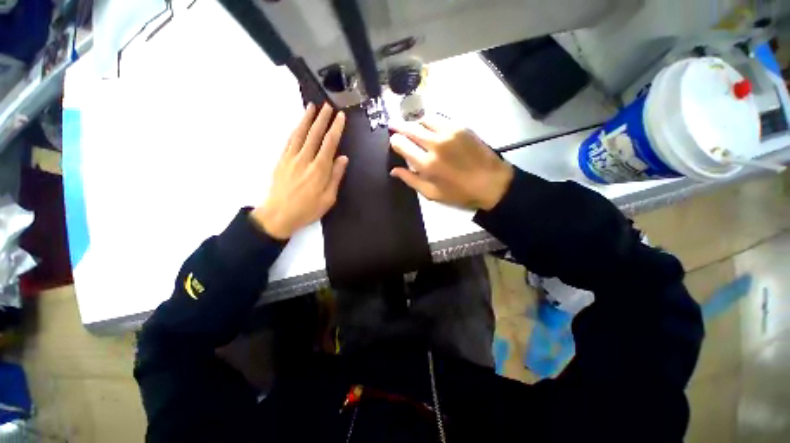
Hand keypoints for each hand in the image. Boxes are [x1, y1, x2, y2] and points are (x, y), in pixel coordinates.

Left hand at [251, 103, 347, 238]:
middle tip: (328, 106)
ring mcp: (291, 158)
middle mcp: (305, 159)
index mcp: (319, 169)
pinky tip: (299, 124)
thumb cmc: (307, 209)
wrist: (278, 215)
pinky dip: (295, 130)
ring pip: (300, 134)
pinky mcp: (281, 160)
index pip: (330, 143)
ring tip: (312, 107)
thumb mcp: (328, 198)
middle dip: (322, 118)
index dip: (336, 128)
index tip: (340, 117)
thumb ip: (336, 176)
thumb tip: (343, 158)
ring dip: (307, 119)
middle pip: (314, 134)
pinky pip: (289, 141)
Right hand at [389, 114, 512, 209]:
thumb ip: (411, 180)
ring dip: (416, 122)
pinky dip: (431, 121)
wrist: (492, 183)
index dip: (394, 141)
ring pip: (424, 119)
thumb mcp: (432, 193)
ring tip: (414, 128)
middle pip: (410, 128)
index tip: (394, 142)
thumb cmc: (460, 193)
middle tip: (393, 125)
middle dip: (399, 126)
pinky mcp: (461, 127)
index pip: (401, 144)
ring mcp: (449, 132)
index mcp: (427, 164)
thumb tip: (393, 170)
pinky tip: (431, 128)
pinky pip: (440, 118)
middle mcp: (435, 144)